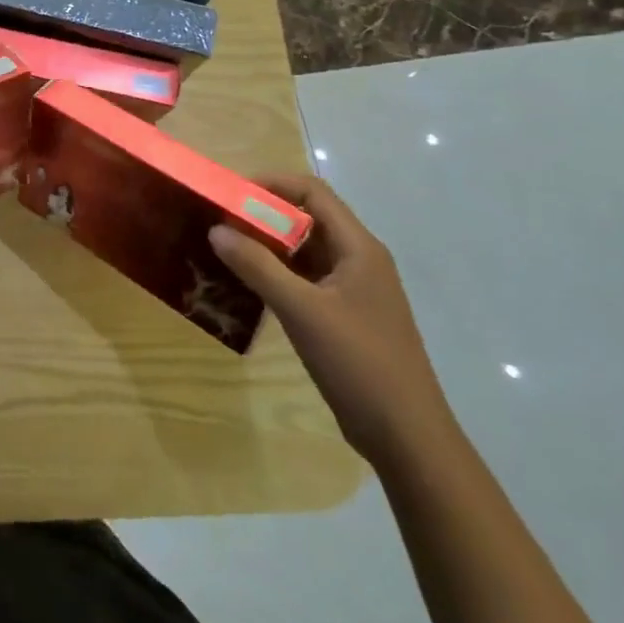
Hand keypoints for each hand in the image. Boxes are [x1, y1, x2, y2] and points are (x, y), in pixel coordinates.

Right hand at [208, 174, 456, 467]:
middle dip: (263, 215)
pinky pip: (304, 279)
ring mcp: (353, 290)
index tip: (230, 194)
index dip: (271, 184)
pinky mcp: (344, 316)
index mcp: (359, 248)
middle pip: (307, 219)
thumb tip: (215, 229)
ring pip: (304, 251)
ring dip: (266, 246)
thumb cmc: (359, 363)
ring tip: (224, 250)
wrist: (408, 438)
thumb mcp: (301, 311)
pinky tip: (247, 286)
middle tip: (219, 222)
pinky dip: (275, 274)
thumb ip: (257, 266)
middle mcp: (358, 260)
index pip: (312, 192)